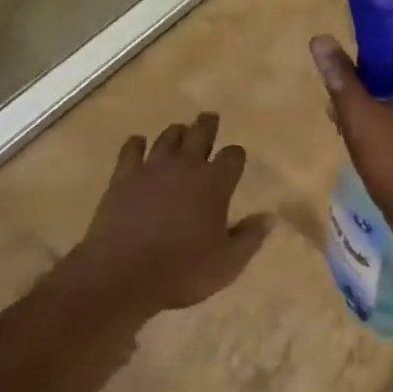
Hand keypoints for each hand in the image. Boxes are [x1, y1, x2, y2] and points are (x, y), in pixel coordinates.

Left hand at [66, 113, 270, 319]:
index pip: (233, 156)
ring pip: (168, 137)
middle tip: (209, 118)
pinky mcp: (124, 176)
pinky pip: (131, 149)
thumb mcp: (228, 263)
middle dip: (207, 125)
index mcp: (215, 183)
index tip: (235, 158)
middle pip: (200, 133)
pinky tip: (138, 144)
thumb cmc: (183, 271)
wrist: (124, 274)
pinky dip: (137, 144)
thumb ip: (250, 237)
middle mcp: (186, 165)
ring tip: (179, 131)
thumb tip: (268, 217)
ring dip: (176, 132)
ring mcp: (152, 167)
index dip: (236, 156)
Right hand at [309, 22, 392, 249]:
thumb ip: (341, 78)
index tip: (357, 16)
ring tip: (345, 107)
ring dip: (378, 94)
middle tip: (343, 71)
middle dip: (372, 65)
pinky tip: (365, 134)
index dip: (382, 21)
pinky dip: (389, 115)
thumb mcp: (361, 118)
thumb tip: (321, 39)